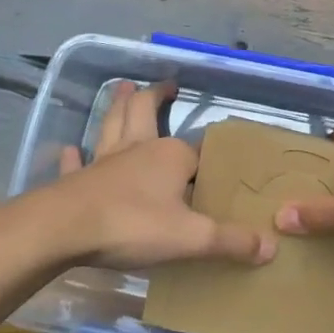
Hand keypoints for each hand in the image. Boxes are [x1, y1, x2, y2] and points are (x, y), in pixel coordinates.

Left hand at [47, 80, 275, 270]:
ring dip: (118, 106)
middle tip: (164, 84)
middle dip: (155, 97)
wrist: (62, 230)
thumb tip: (271, 248)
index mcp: (170, 156)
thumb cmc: (132, 225)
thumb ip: (231, 241)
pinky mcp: (77, 181)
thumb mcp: (191, 237)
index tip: (218, 160)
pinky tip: (72, 149)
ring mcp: (104, 162)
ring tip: (123, 88)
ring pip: (113, 126)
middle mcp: (138, 150)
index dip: (208, 158)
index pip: (197, 152)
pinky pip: (78, 164)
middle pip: (145, 113)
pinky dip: (77, 155)